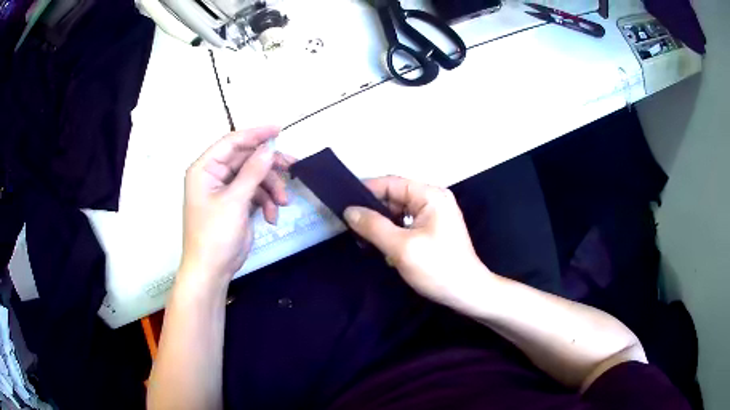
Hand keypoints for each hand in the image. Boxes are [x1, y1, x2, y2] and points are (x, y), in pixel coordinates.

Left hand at [180, 126, 292, 283]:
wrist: (212, 271)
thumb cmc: (215, 234)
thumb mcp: (234, 201)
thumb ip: (253, 172)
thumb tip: (269, 148)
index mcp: (205, 168)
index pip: (232, 142)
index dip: (255, 134)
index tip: (279, 130)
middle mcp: (214, 175)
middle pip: (247, 159)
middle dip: (269, 167)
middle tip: (293, 167)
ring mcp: (226, 190)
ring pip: (255, 177)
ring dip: (271, 189)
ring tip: (283, 203)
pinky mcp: (236, 204)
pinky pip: (255, 194)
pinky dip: (266, 203)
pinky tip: (272, 218)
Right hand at [343, 176, 492, 304]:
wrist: (466, 293)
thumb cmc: (437, 268)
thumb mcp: (401, 247)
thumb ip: (373, 226)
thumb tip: (350, 211)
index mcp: (430, 195)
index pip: (392, 183)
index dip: (366, 190)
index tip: (342, 202)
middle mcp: (433, 200)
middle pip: (395, 197)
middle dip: (373, 211)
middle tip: (350, 226)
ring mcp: (434, 215)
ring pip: (398, 212)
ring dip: (382, 225)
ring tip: (364, 240)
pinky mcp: (432, 230)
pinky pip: (406, 225)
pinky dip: (392, 234)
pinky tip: (382, 248)